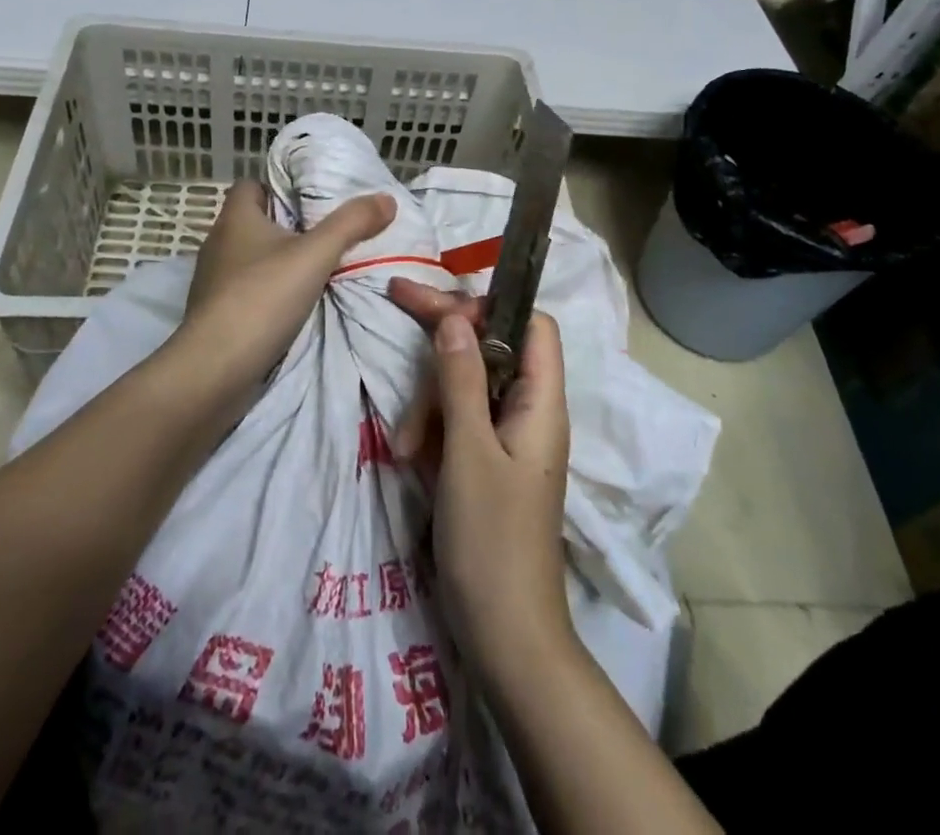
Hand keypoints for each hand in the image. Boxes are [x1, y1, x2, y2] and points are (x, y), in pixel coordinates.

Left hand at [174, 180, 394, 390]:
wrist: (216, 369)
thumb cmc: (262, 297)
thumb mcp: (316, 255)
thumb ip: (351, 224)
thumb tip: (386, 198)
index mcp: (234, 218)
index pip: (250, 185)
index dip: (278, 188)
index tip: (310, 201)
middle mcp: (217, 243)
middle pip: (252, 222)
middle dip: (284, 227)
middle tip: (323, 235)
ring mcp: (211, 280)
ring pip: (248, 258)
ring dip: (276, 262)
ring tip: (313, 271)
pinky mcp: (213, 313)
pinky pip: (244, 290)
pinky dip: (265, 293)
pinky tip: (291, 306)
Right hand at [387, 279, 574, 686]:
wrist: (505, 638)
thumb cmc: (492, 541)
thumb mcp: (468, 453)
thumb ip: (460, 379)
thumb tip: (454, 316)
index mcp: (541, 402)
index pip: (532, 324)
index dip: (491, 306)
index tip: (442, 306)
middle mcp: (527, 411)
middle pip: (489, 346)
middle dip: (444, 340)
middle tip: (398, 301)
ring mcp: (505, 438)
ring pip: (464, 384)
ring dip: (429, 400)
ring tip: (404, 446)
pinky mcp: (484, 462)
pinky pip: (456, 422)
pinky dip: (430, 430)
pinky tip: (409, 458)